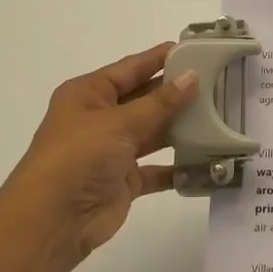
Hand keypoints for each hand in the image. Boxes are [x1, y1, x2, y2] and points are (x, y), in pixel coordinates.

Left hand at [0, 43, 197, 271]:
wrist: (52, 221)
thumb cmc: (78, 157)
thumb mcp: (119, 122)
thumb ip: (160, 102)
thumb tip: (193, 77)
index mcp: (89, 94)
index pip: (132, 67)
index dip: (162, 58)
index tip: (198, 50)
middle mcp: (101, 118)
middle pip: (146, 99)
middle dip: (178, 93)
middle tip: (219, 82)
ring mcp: (113, 150)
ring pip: (154, 132)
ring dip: (182, 127)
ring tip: (220, 115)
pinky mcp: (124, 180)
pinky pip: (158, 168)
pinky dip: (179, 166)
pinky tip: (207, 160)